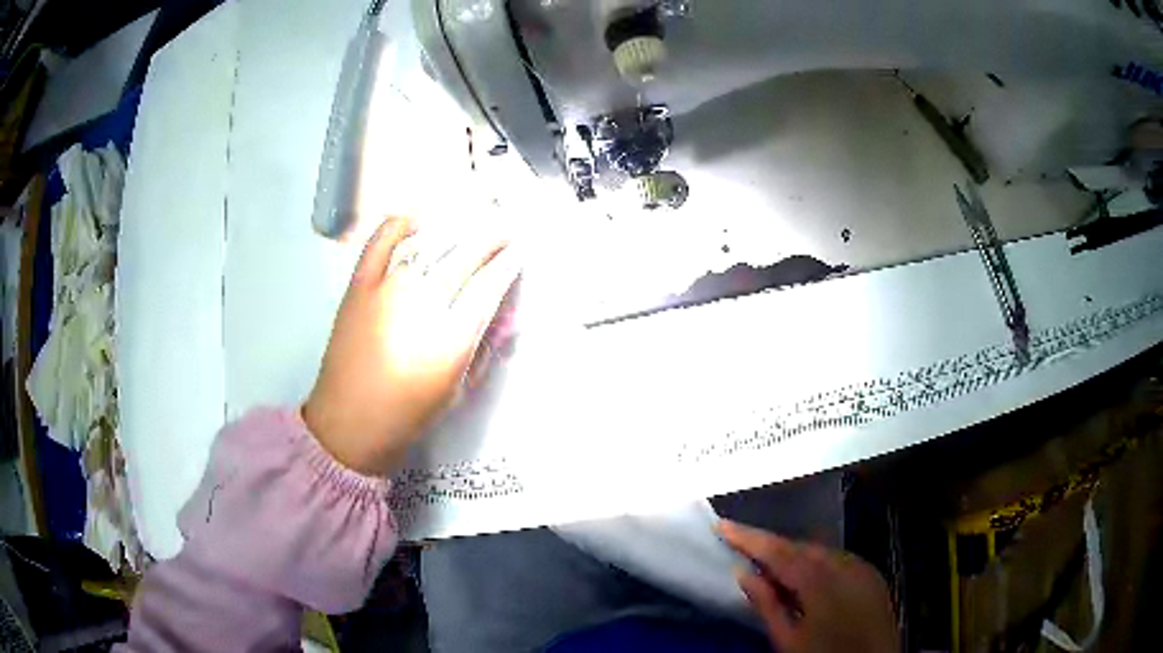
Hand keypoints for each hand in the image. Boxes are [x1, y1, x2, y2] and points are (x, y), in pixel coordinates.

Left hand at [303, 216, 519, 474]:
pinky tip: (414, 217)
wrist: (348, 423)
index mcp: (451, 338)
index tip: (519, 252)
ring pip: (428, 245)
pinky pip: (378, 244)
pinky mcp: (359, 287)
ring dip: (455, 229)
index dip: (508, 265)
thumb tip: (495, 319)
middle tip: (503, 230)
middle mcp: (422, 304)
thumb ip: (479, 351)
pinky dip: (397, 226)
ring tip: (470, 220)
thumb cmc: (407, 415)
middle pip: (464, 258)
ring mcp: (386, 290)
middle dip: (490, 239)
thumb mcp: (456, 391)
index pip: (489, 286)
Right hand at [720, 520, 897, 652]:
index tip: (722, 525)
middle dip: (773, 547)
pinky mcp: (873, 576)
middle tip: (743, 549)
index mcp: (820, 581)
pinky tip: (806, 580)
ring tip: (771, 567)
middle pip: (801, 547)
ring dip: (795, 556)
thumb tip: (744, 573)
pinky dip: (817, 564)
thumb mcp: (788, 640)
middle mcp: (845, 565)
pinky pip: (838, 561)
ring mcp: (863, 568)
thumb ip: (767, 604)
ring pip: (821, 552)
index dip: (749, 537)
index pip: (778, 551)